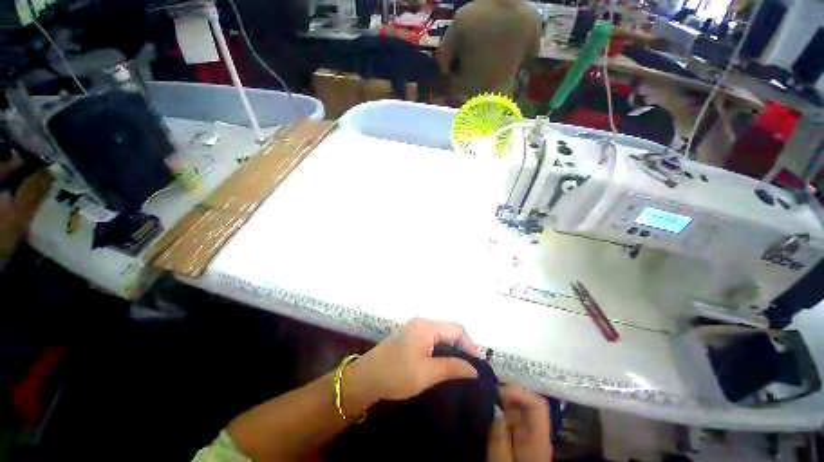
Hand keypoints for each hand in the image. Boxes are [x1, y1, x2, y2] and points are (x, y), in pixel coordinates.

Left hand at [347, 318, 480, 403]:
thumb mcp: (427, 373)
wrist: (366, 377)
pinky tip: (444, 361)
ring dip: (452, 347)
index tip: (478, 365)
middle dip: (462, 346)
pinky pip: (432, 337)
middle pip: (449, 328)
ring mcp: (414, 327)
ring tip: (461, 366)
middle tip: (471, 367)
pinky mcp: (410, 335)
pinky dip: (441, 347)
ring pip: (441, 333)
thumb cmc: (397, 374)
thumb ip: (452, 367)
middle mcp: (421, 322)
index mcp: (426, 326)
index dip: (470, 344)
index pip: (456, 328)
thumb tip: (474, 369)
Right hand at [487, 386, 551, 461]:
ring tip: (481, 402)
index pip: (537, 405)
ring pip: (517, 412)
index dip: (519, 393)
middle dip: (505, 395)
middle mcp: (535, 434)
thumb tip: (494, 407)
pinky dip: (498, 415)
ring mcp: (527, 438)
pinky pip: (510, 422)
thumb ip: (498, 435)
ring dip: (500, 404)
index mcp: (537, 439)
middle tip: (483, 394)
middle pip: (526, 405)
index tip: (496, 393)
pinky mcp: (519, 443)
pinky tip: (484, 416)